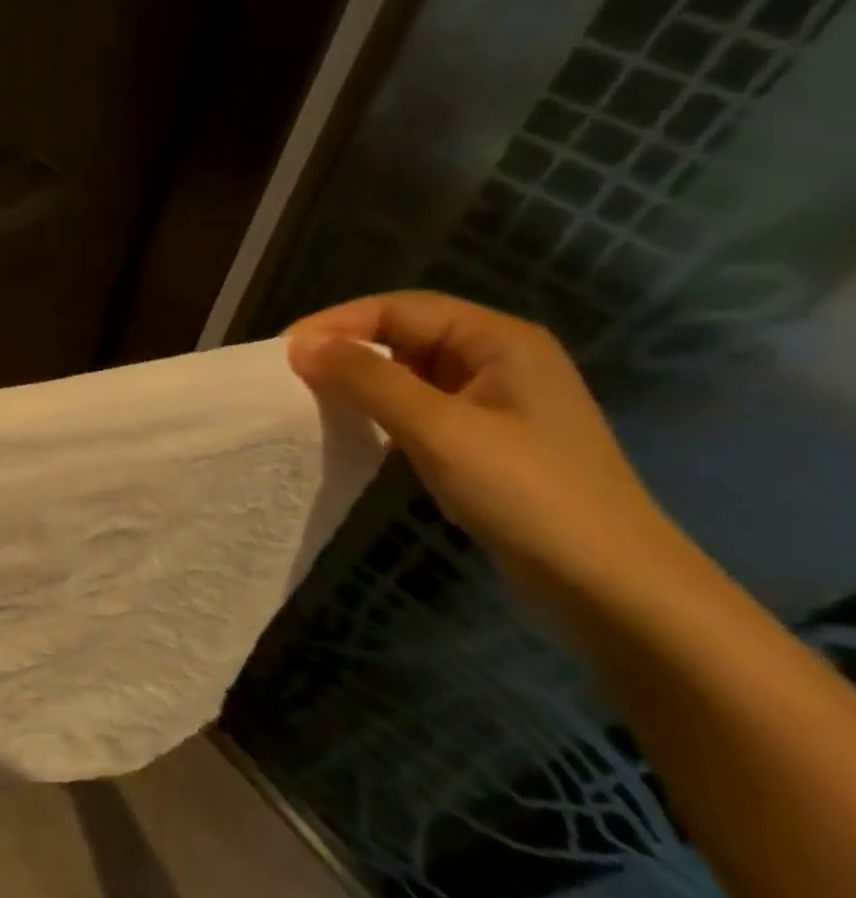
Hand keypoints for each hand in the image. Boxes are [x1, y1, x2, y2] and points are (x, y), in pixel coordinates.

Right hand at [285, 292, 680, 599]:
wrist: (612, 588)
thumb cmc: (529, 494)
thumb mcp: (440, 430)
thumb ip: (368, 380)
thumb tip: (300, 346)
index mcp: (499, 341)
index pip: (401, 308)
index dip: (339, 322)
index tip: (285, 351)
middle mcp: (496, 360)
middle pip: (404, 335)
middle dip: (346, 349)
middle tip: (290, 375)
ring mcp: (491, 403)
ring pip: (407, 373)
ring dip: (359, 382)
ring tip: (308, 399)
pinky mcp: (482, 441)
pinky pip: (416, 409)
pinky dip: (378, 412)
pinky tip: (351, 430)